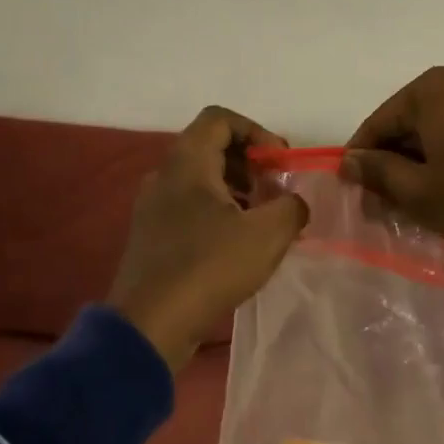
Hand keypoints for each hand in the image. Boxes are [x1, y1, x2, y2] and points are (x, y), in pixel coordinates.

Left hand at [108, 106, 309, 372]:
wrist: (150, 324)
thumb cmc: (208, 267)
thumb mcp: (268, 234)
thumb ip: (292, 207)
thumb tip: (293, 202)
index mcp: (186, 163)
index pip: (220, 119)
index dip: (257, 131)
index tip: (280, 162)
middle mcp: (164, 176)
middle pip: (211, 148)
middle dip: (250, 164)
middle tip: (275, 192)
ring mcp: (153, 208)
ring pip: (201, 181)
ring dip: (236, 191)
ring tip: (262, 222)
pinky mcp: (152, 237)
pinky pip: (189, 208)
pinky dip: (218, 214)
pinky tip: (239, 246)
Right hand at [342, 68, 443, 298]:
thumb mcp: (418, 192)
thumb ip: (377, 172)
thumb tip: (349, 162)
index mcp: (433, 89)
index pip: (378, 122)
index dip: (360, 158)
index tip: (351, 191)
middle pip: (407, 124)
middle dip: (390, 163)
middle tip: (379, 204)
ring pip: (433, 132)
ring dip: (415, 165)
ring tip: (407, 204)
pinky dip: (443, 161)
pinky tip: (440, 193)